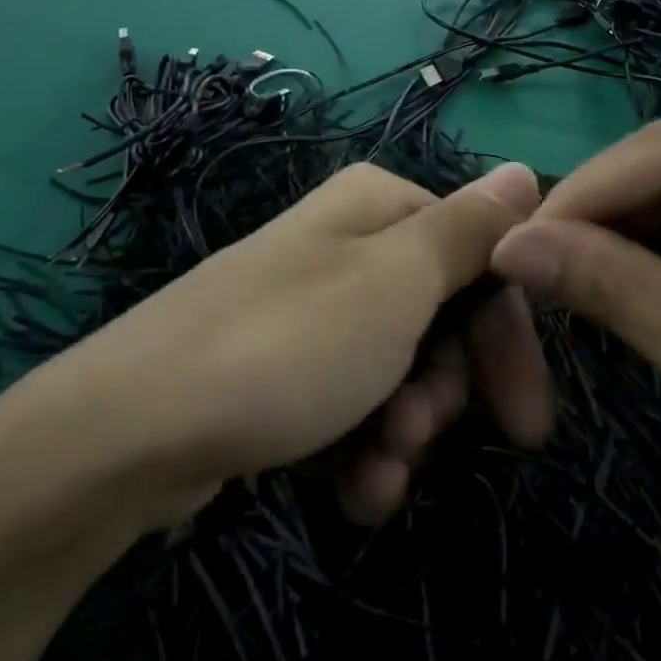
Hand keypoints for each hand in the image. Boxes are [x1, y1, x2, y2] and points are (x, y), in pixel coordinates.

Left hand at [58, 162, 550, 527]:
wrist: (133, 428)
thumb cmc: (288, 344)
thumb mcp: (397, 283)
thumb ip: (469, 230)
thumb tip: (526, 169)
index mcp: (377, 207)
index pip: (479, 257)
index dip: (505, 335)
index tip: (525, 418)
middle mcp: (346, 246)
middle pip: (440, 317)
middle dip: (445, 390)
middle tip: (422, 434)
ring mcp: (311, 309)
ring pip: (399, 370)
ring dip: (404, 431)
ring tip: (377, 471)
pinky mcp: (281, 368)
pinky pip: (349, 404)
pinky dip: (361, 449)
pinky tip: (352, 491)